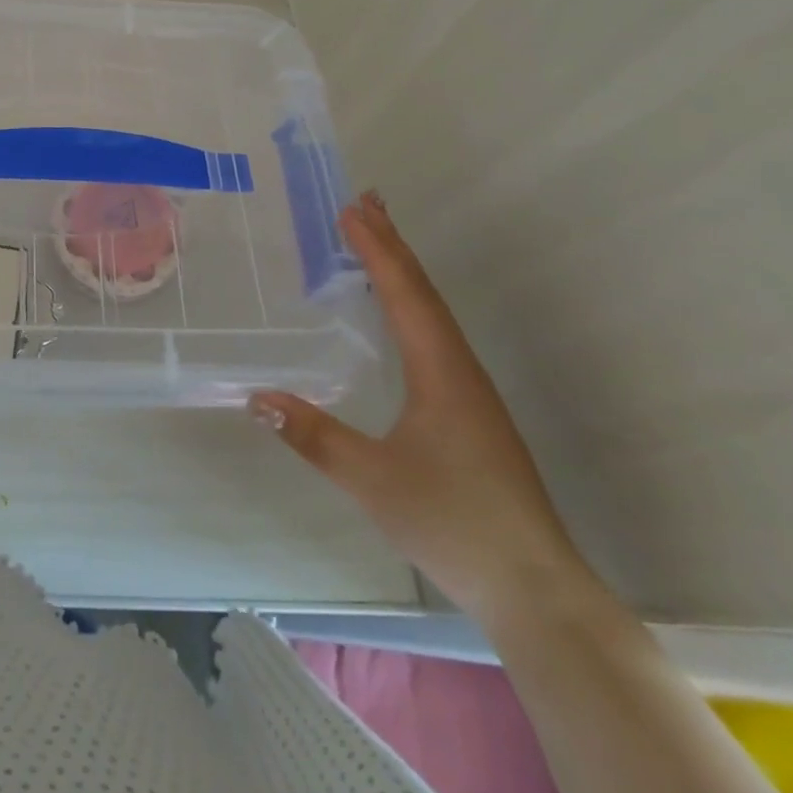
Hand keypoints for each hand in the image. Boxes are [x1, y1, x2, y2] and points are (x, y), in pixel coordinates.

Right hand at [250, 191, 588, 623]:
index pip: (405, 294)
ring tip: (379, 242)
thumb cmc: (454, 523)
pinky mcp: (472, 413)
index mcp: (442, 371)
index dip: (377, 249)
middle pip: (424, 292)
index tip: (351, 209)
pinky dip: (412, 305)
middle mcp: (461, 369)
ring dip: (404, 272)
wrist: (536, 590)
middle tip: (366, 202)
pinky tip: (401, 317)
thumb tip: (256, 398)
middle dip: (393, 245)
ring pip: (434, 314)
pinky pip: (436, 337)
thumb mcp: (372, 479)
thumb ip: (313, 437)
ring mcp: (471, 392)